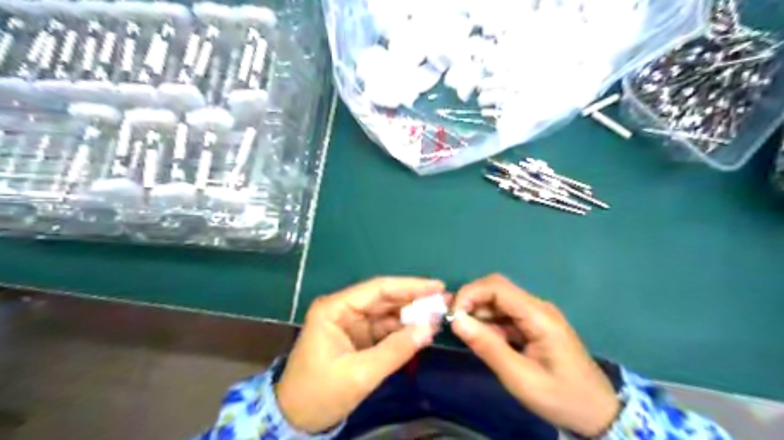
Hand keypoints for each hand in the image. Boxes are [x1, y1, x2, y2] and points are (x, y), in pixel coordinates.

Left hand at [276, 278, 446, 432]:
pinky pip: (385, 328)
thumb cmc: (320, 393)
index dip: (410, 286)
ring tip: (439, 314)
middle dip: (414, 299)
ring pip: (387, 312)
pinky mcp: (358, 337)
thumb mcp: (360, 374)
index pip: (378, 289)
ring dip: (412, 314)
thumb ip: (396, 350)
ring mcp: (351, 322)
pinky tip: (422, 330)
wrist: (296, 419)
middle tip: (445, 300)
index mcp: (335, 308)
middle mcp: (344, 309)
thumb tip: (430, 328)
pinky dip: (404, 330)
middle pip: (384, 298)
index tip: (438, 286)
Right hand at [450, 275, 622, 435]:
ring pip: (498, 302)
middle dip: (471, 302)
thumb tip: (456, 320)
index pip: (497, 287)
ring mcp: (536, 315)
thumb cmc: (561, 397)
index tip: (453, 315)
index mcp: (538, 315)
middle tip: (454, 324)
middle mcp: (537, 307)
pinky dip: (489, 324)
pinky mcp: (533, 325)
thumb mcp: (520, 377)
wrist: (598, 413)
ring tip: (467, 336)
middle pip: (496, 290)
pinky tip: (484, 341)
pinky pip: (504, 316)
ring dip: (478, 314)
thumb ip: (487, 347)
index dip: (470, 294)